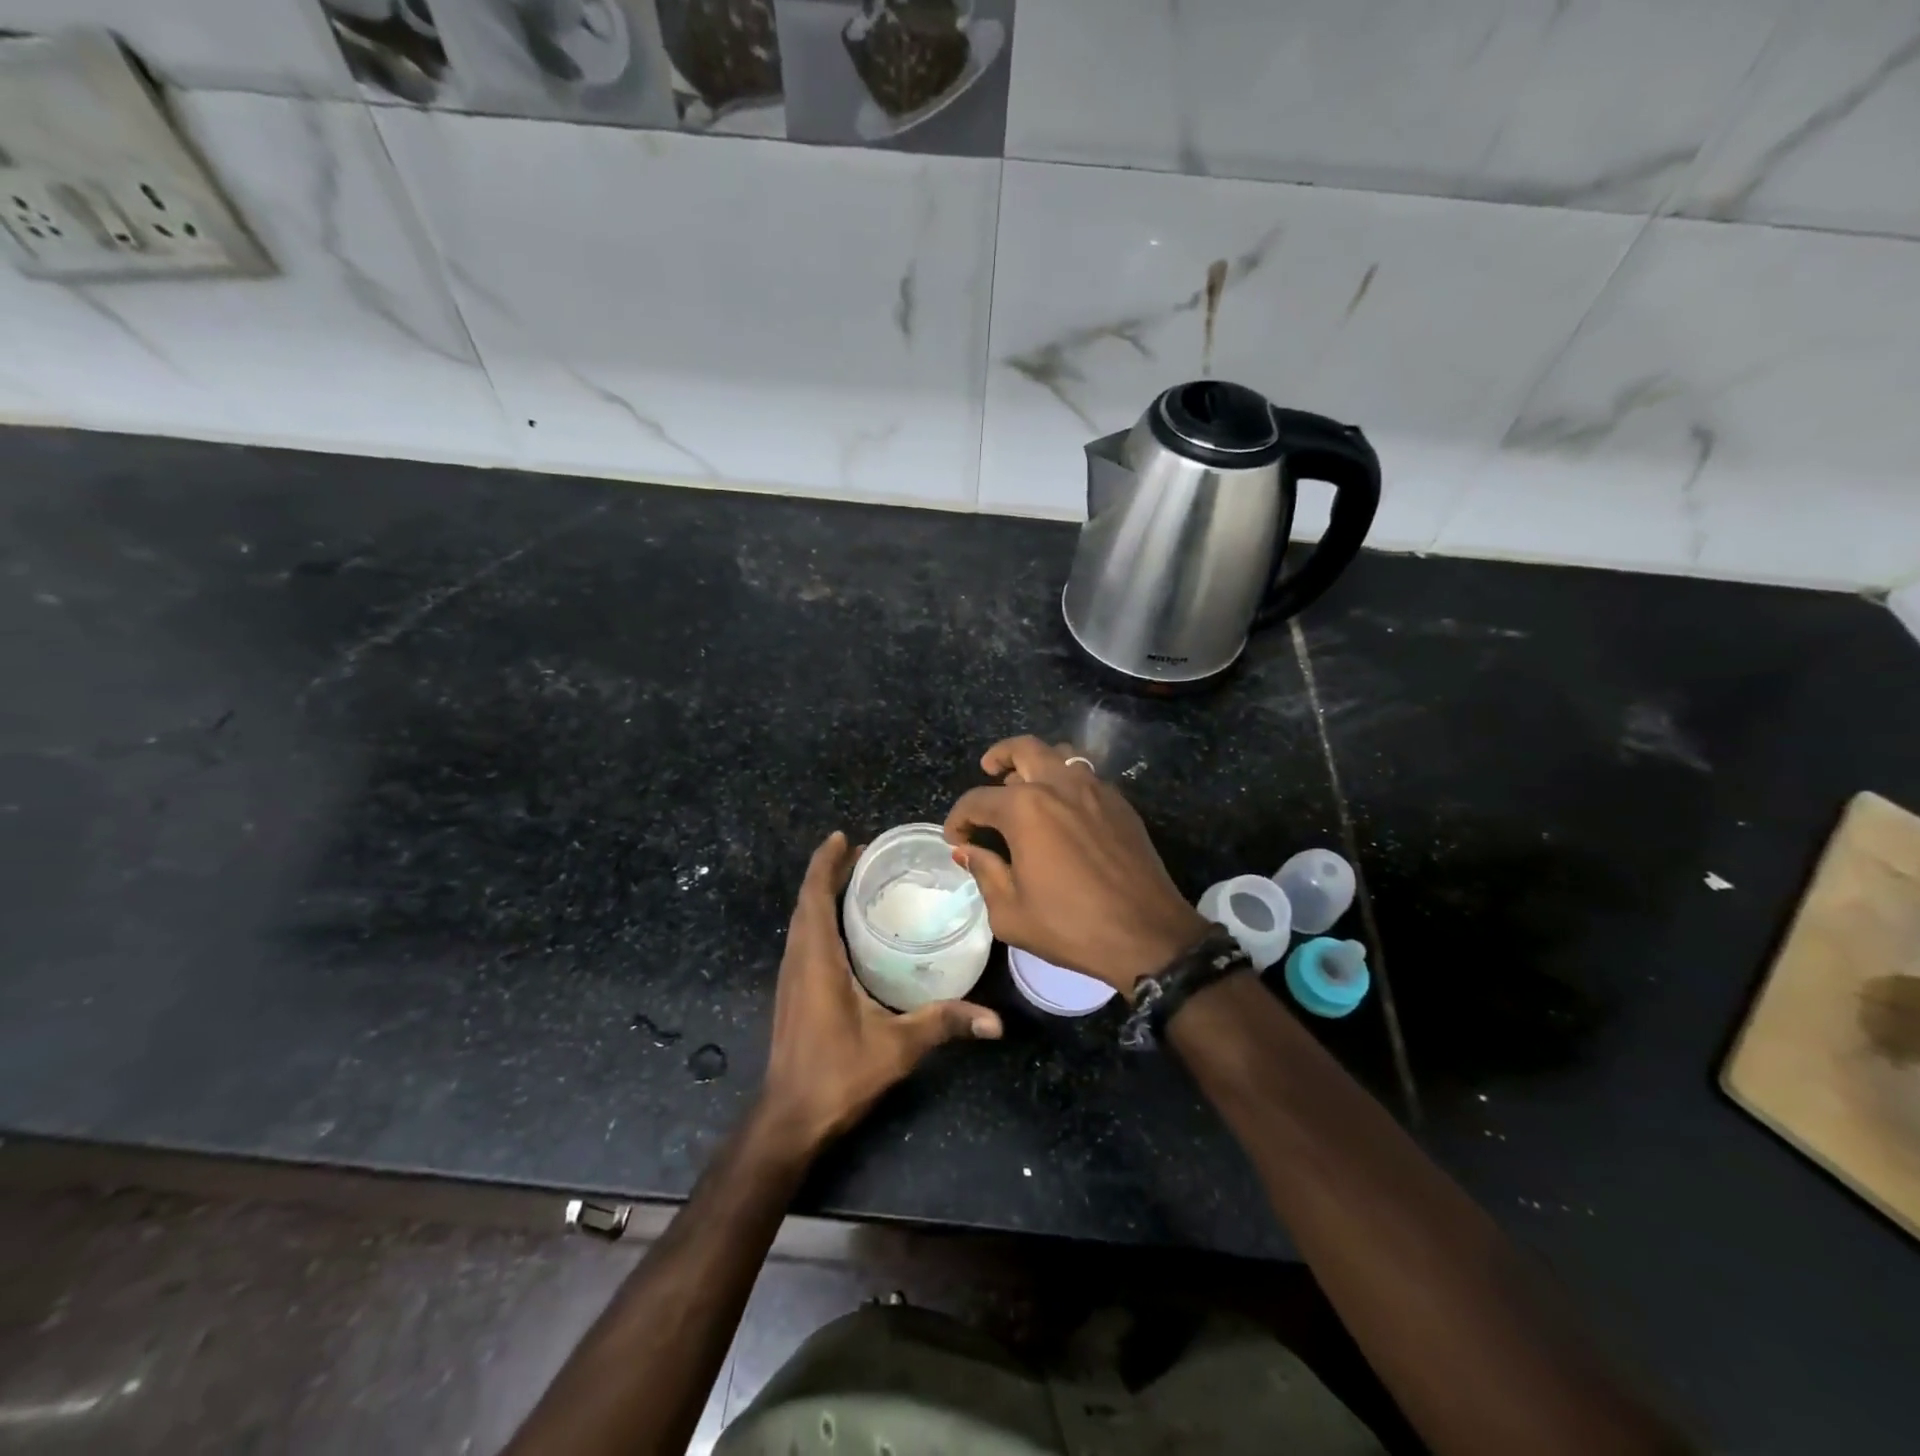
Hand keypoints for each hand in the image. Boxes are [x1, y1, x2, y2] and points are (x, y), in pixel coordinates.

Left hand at [760, 832, 1002, 1152]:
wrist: (790, 1119)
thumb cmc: (838, 1075)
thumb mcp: (897, 1047)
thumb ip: (943, 1024)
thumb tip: (995, 1021)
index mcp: (817, 960)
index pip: (814, 897)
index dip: (825, 864)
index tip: (843, 837)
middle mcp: (798, 960)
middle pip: (806, 902)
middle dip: (828, 871)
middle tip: (863, 852)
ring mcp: (791, 977)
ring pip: (801, 920)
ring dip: (821, 893)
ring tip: (855, 878)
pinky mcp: (792, 992)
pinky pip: (802, 938)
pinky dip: (819, 917)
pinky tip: (844, 926)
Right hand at [944, 736, 1209, 997]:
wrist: (1148, 935)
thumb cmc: (1072, 926)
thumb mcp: (1011, 913)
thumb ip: (984, 873)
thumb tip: (969, 851)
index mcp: (1026, 809)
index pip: (977, 800)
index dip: (958, 819)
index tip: (956, 839)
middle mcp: (1060, 785)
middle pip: (1024, 749)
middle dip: (999, 756)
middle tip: (989, 770)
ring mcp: (1096, 790)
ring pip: (1060, 754)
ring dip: (1037, 763)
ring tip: (1026, 786)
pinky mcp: (1121, 804)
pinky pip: (1087, 776)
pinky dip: (1066, 781)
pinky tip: (1063, 811)